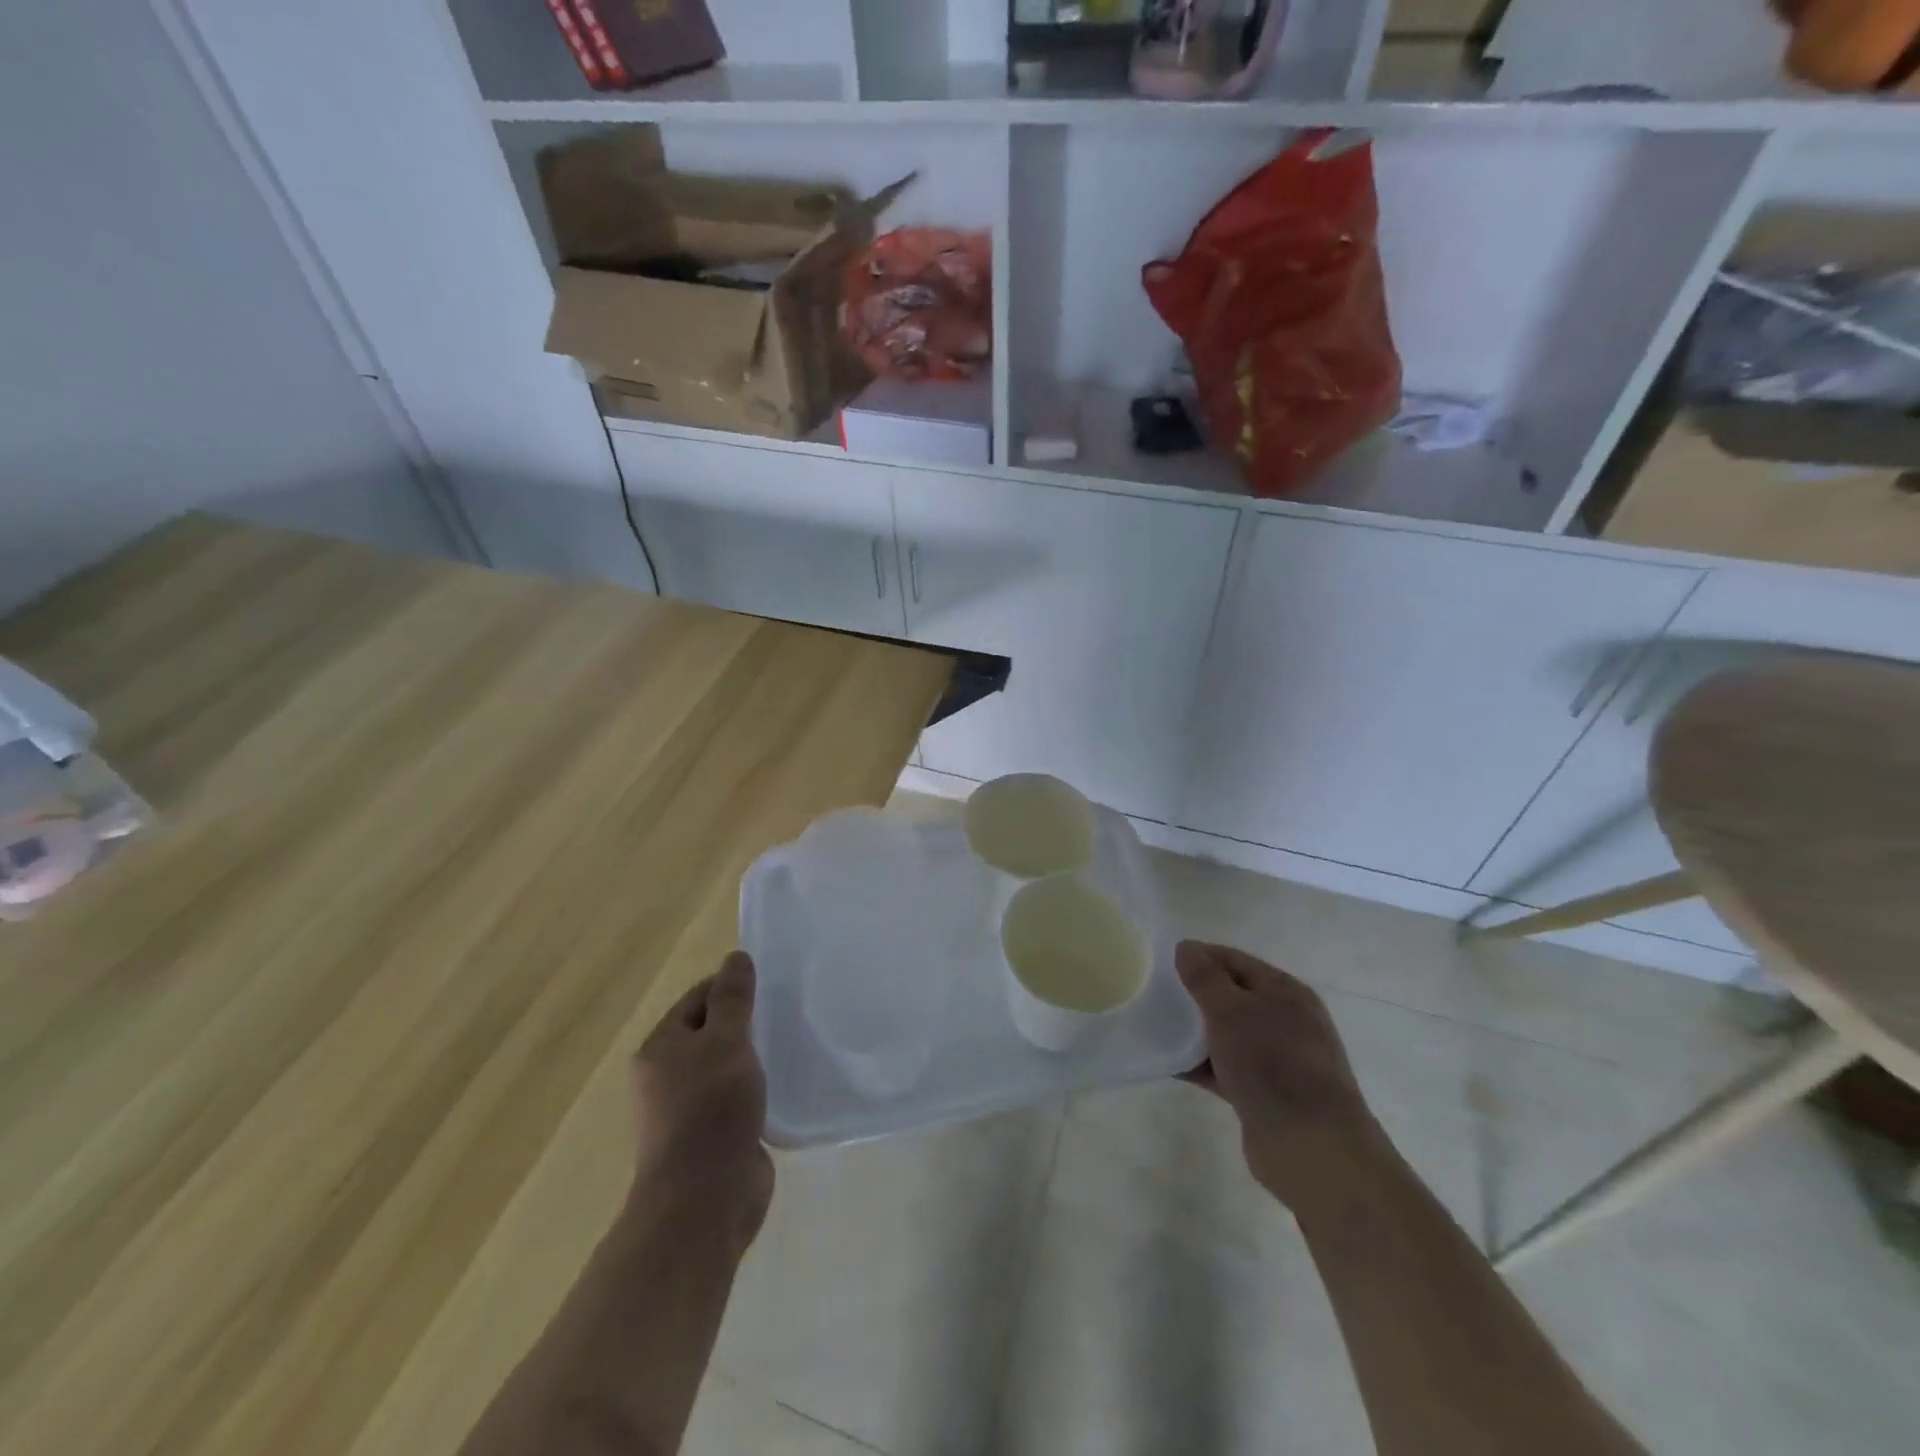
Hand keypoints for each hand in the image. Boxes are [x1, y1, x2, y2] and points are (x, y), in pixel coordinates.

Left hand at [629, 950, 773, 1250]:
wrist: (705, 1201)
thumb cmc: (710, 1110)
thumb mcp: (726, 1042)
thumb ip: (733, 999)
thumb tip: (736, 957)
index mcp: (660, 1048)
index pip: (697, 998)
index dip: (731, 987)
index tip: (770, 986)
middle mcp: (666, 1076)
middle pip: (710, 1031)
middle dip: (745, 1022)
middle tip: (785, 1012)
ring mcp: (687, 1110)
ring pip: (725, 1066)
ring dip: (752, 1057)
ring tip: (790, 1045)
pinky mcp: (710, 1137)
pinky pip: (735, 1098)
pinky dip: (756, 1089)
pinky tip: (783, 1085)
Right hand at [1177, 941, 1384, 1205]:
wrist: (1310, 1148)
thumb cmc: (1272, 1063)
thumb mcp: (1231, 1011)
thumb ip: (1205, 978)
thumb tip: (1186, 948)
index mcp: (1285, 992)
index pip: (1234, 960)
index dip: (1199, 955)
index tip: (1160, 958)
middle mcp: (1286, 1021)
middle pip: (1231, 996)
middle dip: (1194, 993)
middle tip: (1153, 991)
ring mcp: (1277, 1060)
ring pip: (1227, 1034)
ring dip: (1194, 1031)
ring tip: (1154, 1025)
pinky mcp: (1264, 1094)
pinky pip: (1224, 1068)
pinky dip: (1199, 1064)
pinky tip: (1168, 1063)